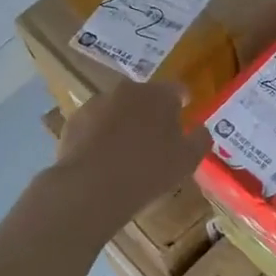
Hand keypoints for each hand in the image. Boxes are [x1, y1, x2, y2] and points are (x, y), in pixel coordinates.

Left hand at [50, 81, 210, 230]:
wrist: (92, 186)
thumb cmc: (149, 170)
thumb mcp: (187, 160)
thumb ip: (200, 140)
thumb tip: (202, 129)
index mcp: (158, 95)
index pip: (176, 89)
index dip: (182, 100)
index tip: (184, 110)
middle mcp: (126, 90)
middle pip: (144, 96)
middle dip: (150, 111)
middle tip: (156, 135)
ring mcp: (96, 103)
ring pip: (116, 109)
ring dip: (123, 121)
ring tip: (126, 149)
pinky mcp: (74, 121)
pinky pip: (94, 124)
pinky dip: (100, 135)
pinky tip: (102, 158)